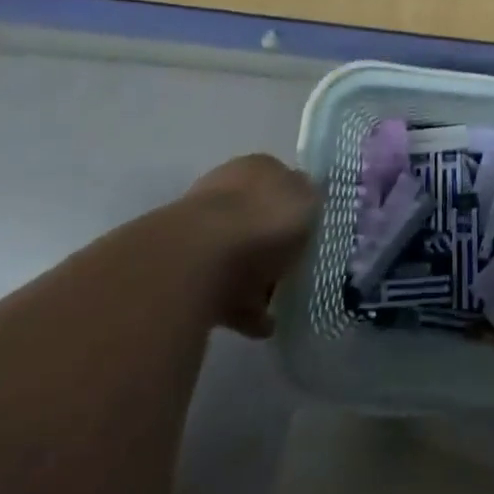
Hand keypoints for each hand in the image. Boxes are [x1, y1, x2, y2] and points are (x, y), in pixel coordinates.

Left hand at [177, 155, 318, 336]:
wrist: (194, 263)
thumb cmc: (262, 222)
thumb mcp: (307, 202)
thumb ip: (310, 199)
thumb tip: (305, 201)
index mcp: (257, 167)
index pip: (282, 181)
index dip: (296, 207)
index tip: (310, 233)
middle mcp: (225, 190)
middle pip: (256, 218)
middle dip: (273, 245)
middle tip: (294, 271)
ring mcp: (199, 230)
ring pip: (236, 255)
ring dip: (256, 280)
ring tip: (280, 308)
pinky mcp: (183, 270)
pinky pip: (221, 289)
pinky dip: (240, 307)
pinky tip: (260, 326)